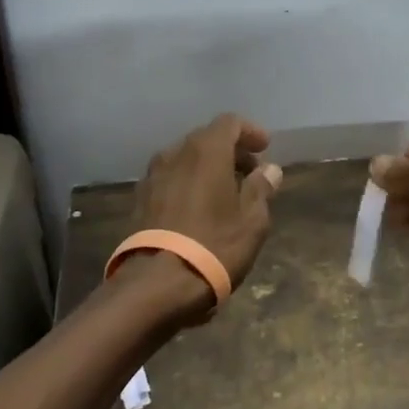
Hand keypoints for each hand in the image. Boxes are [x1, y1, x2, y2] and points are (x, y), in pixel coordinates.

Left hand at [131, 113, 284, 298]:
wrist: (155, 286)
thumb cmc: (213, 246)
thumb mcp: (251, 221)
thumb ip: (261, 188)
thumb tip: (269, 170)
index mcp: (206, 151)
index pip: (230, 122)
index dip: (250, 132)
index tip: (265, 150)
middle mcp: (176, 153)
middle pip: (206, 138)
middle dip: (230, 151)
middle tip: (250, 174)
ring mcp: (153, 176)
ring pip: (186, 158)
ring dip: (208, 167)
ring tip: (225, 193)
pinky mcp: (140, 199)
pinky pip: (171, 178)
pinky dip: (188, 183)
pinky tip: (199, 208)